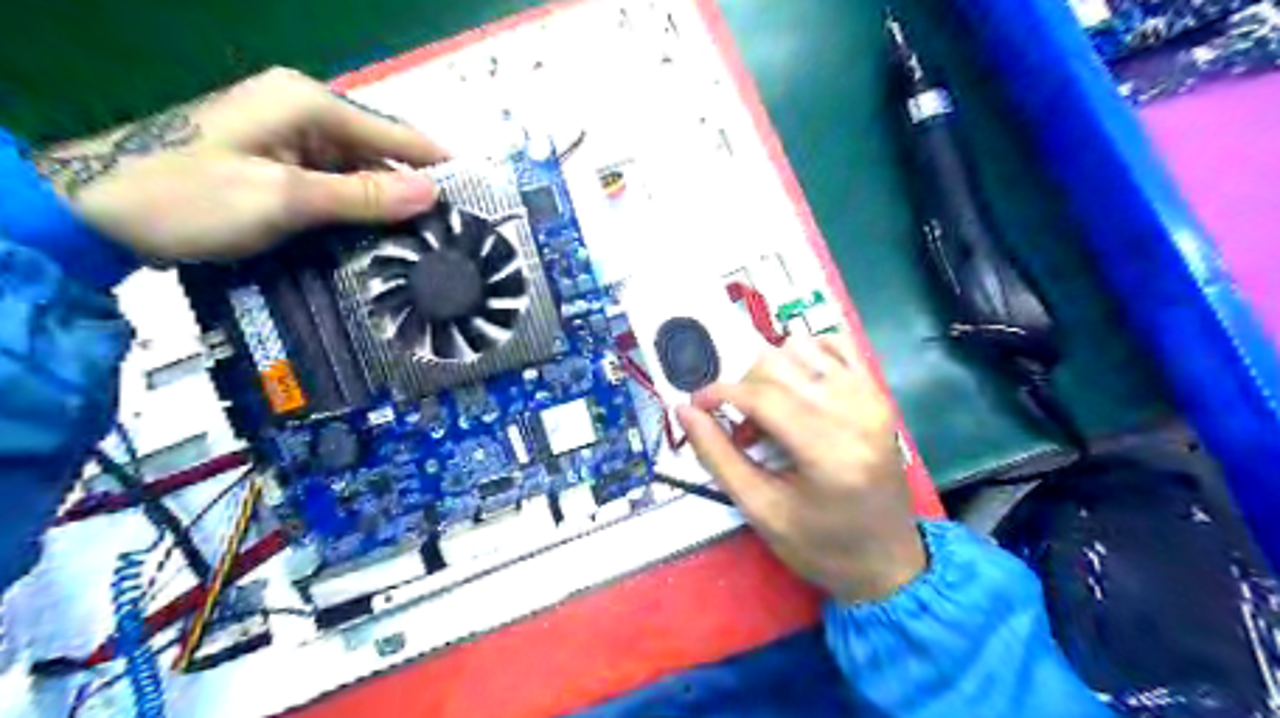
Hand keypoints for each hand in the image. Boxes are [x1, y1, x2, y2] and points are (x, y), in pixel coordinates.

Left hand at [36, 67, 445, 259]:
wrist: (94, 210)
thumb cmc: (189, 197)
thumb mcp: (284, 197)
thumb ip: (363, 195)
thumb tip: (433, 193)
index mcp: (309, 104)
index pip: (398, 133)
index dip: (441, 164)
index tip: (480, 198)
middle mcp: (305, 112)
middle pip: (383, 152)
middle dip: (418, 190)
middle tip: (457, 233)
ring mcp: (290, 137)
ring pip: (363, 171)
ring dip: (391, 204)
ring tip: (431, 242)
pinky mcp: (280, 163)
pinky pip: (338, 183)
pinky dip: (362, 209)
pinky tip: (383, 237)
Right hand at [672, 334, 926, 601]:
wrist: (886, 560)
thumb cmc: (819, 544)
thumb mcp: (760, 510)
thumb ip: (717, 457)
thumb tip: (684, 410)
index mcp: (828, 451)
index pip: (762, 395)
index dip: (719, 393)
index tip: (697, 405)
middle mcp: (855, 411)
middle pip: (778, 364)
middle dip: (744, 386)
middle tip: (742, 428)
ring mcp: (871, 397)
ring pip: (802, 347)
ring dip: (772, 371)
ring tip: (771, 411)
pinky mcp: (878, 393)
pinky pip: (835, 344)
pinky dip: (806, 356)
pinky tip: (798, 389)